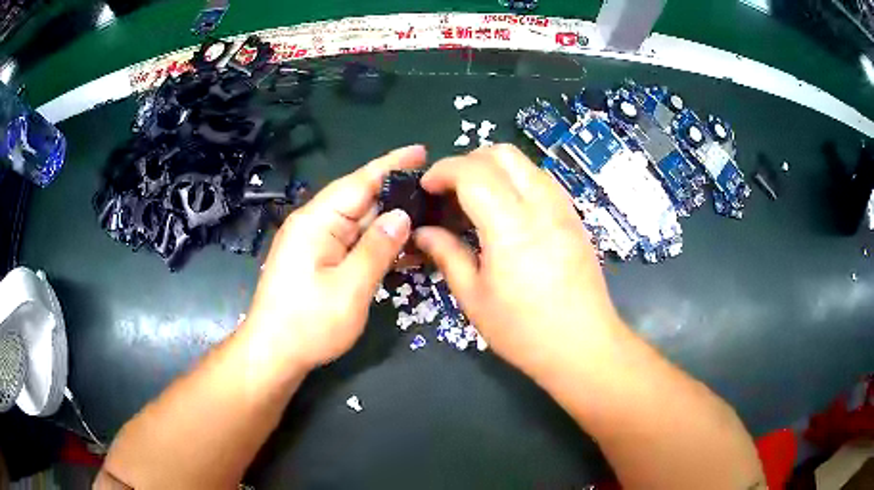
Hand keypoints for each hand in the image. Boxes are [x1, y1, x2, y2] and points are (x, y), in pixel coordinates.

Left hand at [244, 145, 425, 369]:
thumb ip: (377, 248)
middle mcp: (315, 225)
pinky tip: (405, 250)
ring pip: (360, 224)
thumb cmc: (308, 324)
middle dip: (398, 195)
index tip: (421, 151)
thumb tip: (402, 216)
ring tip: (431, 220)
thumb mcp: (350, 288)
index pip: (360, 182)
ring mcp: (316, 244)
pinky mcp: (319, 261)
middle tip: (437, 192)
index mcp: (317, 221)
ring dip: (392, 224)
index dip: (392, 165)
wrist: (274, 354)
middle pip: (362, 201)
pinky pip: (354, 244)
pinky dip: (378, 245)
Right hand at [414, 144, 624, 374]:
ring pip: (525, 163)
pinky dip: (517, 181)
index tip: (426, 188)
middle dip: (468, 162)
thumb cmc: (524, 331)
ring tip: (477, 201)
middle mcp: (541, 206)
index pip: (473, 172)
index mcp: (511, 227)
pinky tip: (508, 213)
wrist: (584, 346)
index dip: (443, 171)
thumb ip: (447, 255)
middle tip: (450, 191)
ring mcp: (563, 209)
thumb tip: (424, 232)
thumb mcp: (475, 298)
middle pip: (502, 154)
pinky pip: (542, 181)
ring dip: (494, 169)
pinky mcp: (574, 218)